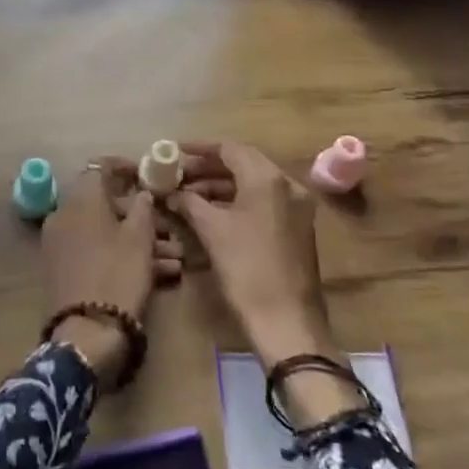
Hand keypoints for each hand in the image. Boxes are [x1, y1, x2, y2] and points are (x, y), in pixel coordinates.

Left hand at [40, 160, 177, 385]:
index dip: (126, 168)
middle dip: (141, 215)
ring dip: (139, 240)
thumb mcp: (139, 238)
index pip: (100, 168)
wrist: (87, 334)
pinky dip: (124, 256)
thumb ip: (142, 207)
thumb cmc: (117, 275)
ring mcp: (62, 245)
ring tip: (174, 258)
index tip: (149, 175)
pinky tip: (160, 273)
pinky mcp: (66, 271)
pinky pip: (98, 252)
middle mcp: (65, 217)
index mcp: (80, 201)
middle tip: (170, 226)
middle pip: (106, 204)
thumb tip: (141, 193)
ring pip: (106, 232)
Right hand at [169, 142, 360, 426]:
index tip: (174, 151)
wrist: (286, 320)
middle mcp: (287, 184)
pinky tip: (212, 213)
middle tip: (178, 175)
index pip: (230, 149)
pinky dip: (237, 201)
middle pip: (243, 164)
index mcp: (268, 178)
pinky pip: (263, 202)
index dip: (199, 149)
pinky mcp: (297, 227)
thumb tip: (172, 192)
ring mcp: (297, 207)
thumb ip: (189, 202)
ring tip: (188, 196)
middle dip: (208, 168)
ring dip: (221, 186)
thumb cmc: (246, 268)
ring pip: (253, 184)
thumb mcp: (211, 230)